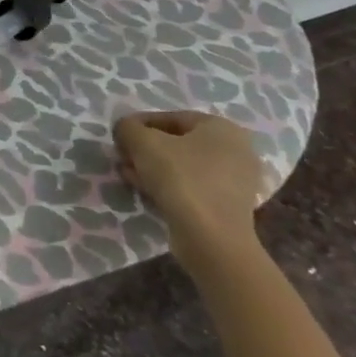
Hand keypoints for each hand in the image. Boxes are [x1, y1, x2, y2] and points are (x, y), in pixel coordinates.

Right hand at [113, 111, 268, 268]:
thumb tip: (125, 130)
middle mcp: (236, 151)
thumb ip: (128, 127)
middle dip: (146, 148)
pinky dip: (168, 185)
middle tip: (123, 156)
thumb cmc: (180, 178)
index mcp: (222, 128)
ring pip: (183, 166)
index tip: (119, 137)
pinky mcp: (229, 206)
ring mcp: (236, 181)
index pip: (171, 117)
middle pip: (178, 143)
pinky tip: (145, 190)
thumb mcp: (142, 142)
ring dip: (153, 167)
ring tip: (128, 174)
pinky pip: (192, 186)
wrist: (211, 238)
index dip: (139, 125)